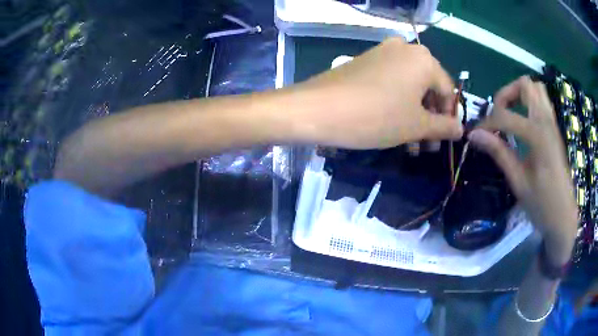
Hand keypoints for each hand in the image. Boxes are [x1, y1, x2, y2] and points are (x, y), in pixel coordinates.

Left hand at [291, 38, 462, 148]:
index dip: (449, 118)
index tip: (444, 140)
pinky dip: (398, 105)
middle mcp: (405, 49)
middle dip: (430, 120)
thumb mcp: (416, 125)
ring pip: (409, 88)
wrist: (317, 108)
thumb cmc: (376, 116)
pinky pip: (392, 83)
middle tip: (427, 146)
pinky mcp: (366, 62)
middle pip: (428, 88)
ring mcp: (383, 53)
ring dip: (414, 117)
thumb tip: (460, 129)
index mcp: (424, 59)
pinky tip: (395, 129)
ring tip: (413, 147)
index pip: (448, 91)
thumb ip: (443, 127)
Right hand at [468, 76, 577, 263]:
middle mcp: (546, 122)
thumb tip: (475, 135)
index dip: (487, 122)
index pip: (506, 115)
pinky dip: (528, 103)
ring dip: (519, 95)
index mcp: (538, 136)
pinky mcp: (554, 130)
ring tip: (509, 115)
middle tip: (497, 114)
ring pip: (536, 89)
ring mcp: (552, 124)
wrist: (564, 217)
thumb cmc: (543, 205)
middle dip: (506, 94)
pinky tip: (522, 123)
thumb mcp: (519, 183)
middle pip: (525, 85)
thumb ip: (499, 153)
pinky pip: (541, 102)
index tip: (476, 134)